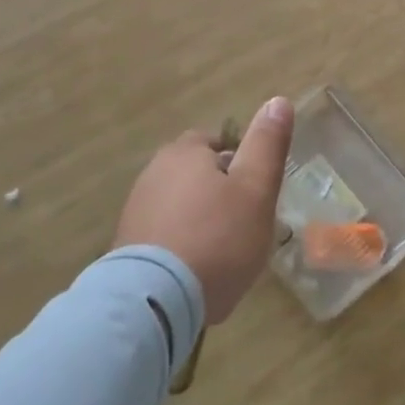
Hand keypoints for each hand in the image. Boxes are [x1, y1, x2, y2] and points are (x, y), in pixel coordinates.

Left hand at [113, 96, 294, 323]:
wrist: (154, 303)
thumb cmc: (216, 237)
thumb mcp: (256, 188)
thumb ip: (267, 144)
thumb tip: (278, 100)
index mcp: (184, 153)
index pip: (216, 141)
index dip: (240, 162)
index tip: (256, 190)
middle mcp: (153, 173)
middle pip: (197, 174)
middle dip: (220, 192)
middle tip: (246, 222)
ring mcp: (135, 212)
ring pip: (181, 205)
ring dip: (201, 221)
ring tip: (224, 252)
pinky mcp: (126, 249)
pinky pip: (165, 235)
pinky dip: (182, 246)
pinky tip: (197, 272)